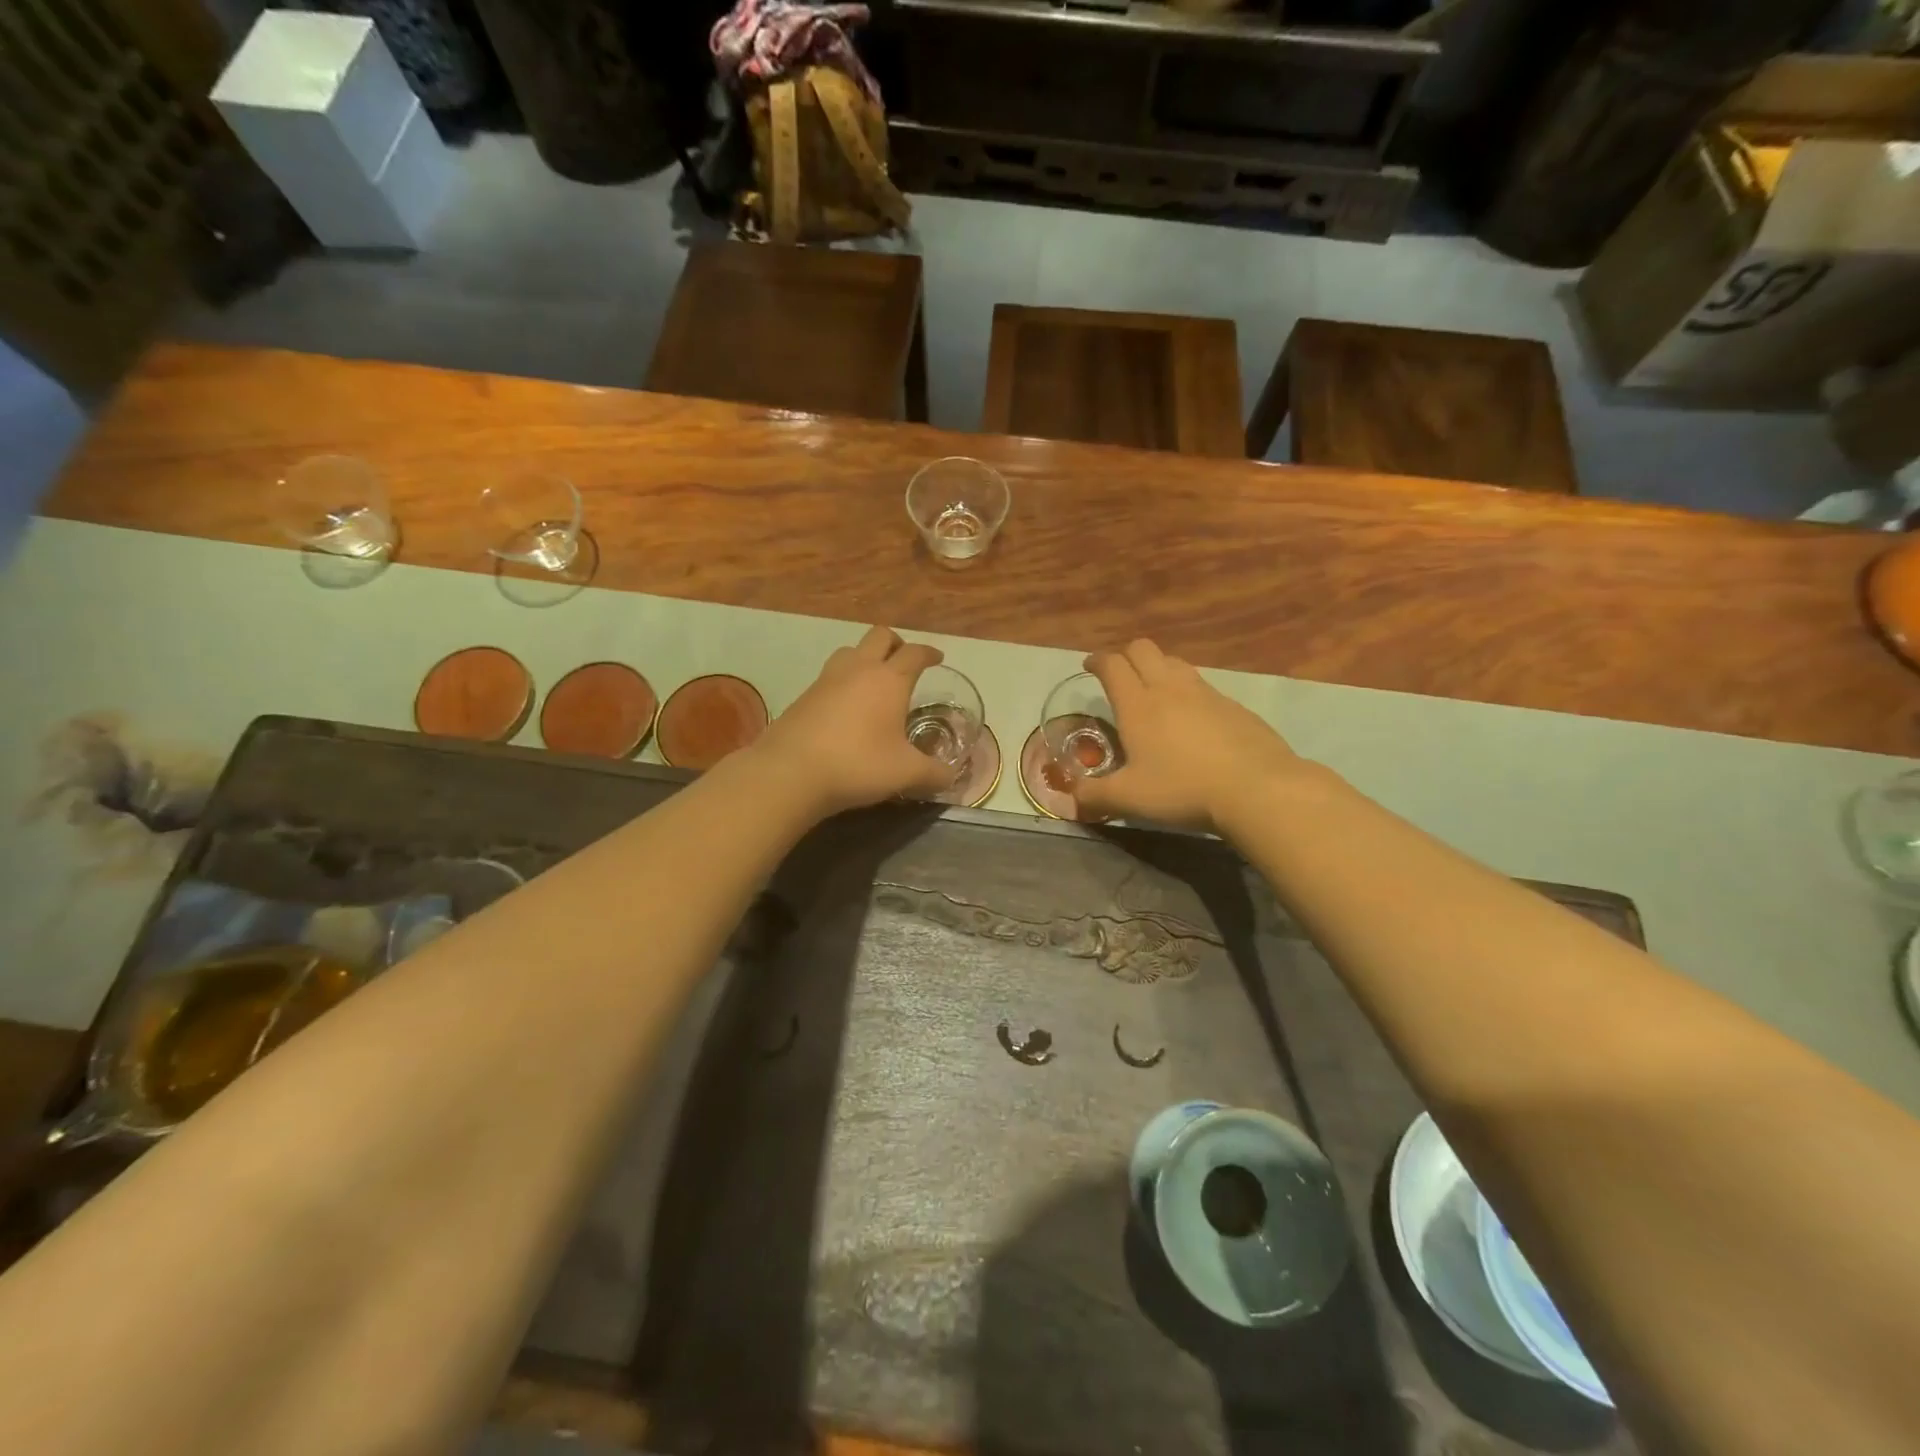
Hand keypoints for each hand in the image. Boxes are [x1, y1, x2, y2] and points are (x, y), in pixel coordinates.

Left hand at [752, 626, 954, 817]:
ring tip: (874, 682)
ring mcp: (826, 679)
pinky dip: (843, 682)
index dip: (929, 653)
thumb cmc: (858, 764)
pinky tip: (846, 708)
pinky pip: (830, 676)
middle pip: (880, 636)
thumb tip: (950, 778)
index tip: (937, 659)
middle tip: (905, 663)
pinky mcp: (803, 696)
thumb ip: (934, 774)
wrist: (790, 772)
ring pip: (850, 651)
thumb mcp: (906, 773)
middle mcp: (858, 669)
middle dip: (896, 644)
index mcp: (889, 680)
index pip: (915, 653)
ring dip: (865, 658)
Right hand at [1072, 639, 1302, 831]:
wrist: (1256, 788)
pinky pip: (1202, 685)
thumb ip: (1095, 796)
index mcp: (1137, 705)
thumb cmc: (1182, 789)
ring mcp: (1205, 693)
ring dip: (1157, 667)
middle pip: (1143, 649)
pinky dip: (1187, 691)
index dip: (1097, 661)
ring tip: (1153, 691)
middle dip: (1125, 655)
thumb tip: (1072, 799)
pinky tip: (1192, 718)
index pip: (1112, 665)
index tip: (1089, 666)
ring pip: (1174, 662)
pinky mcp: (1233, 705)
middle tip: (1119, 675)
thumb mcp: (1129, 799)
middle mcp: (1169, 688)